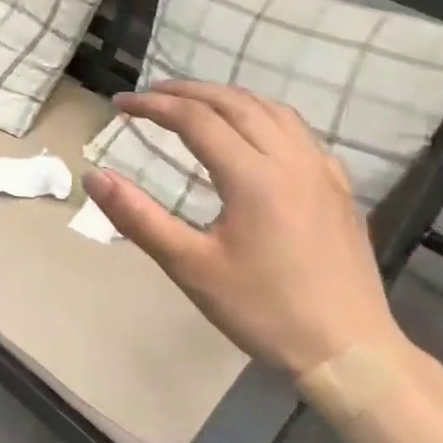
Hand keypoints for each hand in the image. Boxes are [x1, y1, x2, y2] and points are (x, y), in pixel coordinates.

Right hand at [81, 81, 398, 378]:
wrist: (349, 351)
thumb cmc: (263, 310)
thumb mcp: (189, 267)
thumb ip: (138, 217)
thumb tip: (93, 176)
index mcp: (253, 176)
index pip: (194, 118)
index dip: (152, 106)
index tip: (119, 105)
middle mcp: (290, 160)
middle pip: (234, 103)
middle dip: (186, 91)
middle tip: (150, 95)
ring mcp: (321, 171)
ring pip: (271, 109)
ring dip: (226, 97)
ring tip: (195, 102)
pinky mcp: (339, 187)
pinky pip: (298, 131)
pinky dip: (264, 115)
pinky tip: (254, 133)